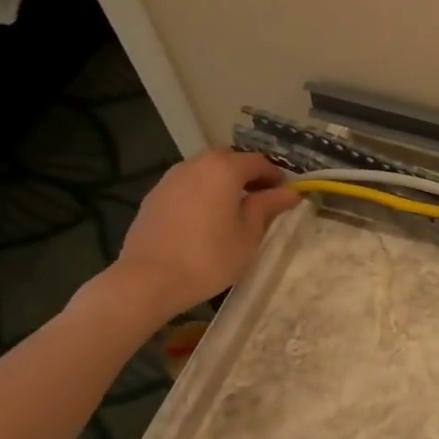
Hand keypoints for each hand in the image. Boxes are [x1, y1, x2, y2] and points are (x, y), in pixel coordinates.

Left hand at [105, 151, 300, 321]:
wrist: (149, 279)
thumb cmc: (209, 257)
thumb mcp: (248, 235)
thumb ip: (267, 207)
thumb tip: (289, 193)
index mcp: (223, 169)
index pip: (258, 162)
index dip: (276, 176)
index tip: (286, 195)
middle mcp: (195, 164)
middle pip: (229, 160)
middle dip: (248, 175)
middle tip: (262, 201)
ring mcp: (171, 178)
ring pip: (205, 171)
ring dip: (223, 183)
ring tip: (234, 210)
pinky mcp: (155, 196)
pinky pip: (187, 185)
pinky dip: (203, 193)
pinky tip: (206, 219)